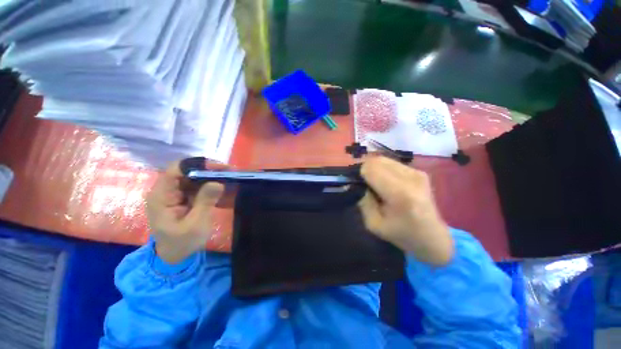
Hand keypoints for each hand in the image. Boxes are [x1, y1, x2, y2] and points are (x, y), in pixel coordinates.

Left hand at [146, 160, 225, 263]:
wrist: (175, 256)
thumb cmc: (182, 242)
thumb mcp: (196, 224)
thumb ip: (205, 202)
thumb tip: (218, 182)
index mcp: (162, 196)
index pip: (176, 169)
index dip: (197, 165)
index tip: (218, 168)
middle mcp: (166, 190)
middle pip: (186, 171)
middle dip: (208, 170)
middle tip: (229, 172)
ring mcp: (174, 194)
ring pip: (193, 177)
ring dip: (211, 176)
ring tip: (229, 177)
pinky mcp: (182, 197)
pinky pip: (196, 185)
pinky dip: (210, 184)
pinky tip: (223, 186)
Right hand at [358, 157, 453, 265]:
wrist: (433, 238)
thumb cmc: (402, 235)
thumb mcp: (373, 224)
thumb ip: (363, 200)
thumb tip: (358, 182)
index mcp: (400, 193)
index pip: (371, 168)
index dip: (360, 174)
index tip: (358, 185)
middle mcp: (410, 177)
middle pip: (376, 160)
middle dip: (365, 169)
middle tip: (364, 184)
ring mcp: (417, 172)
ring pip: (383, 159)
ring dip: (374, 168)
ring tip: (376, 184)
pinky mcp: (419, 171)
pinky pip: (392, 163)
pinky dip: (383, 169)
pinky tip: (386, 182)